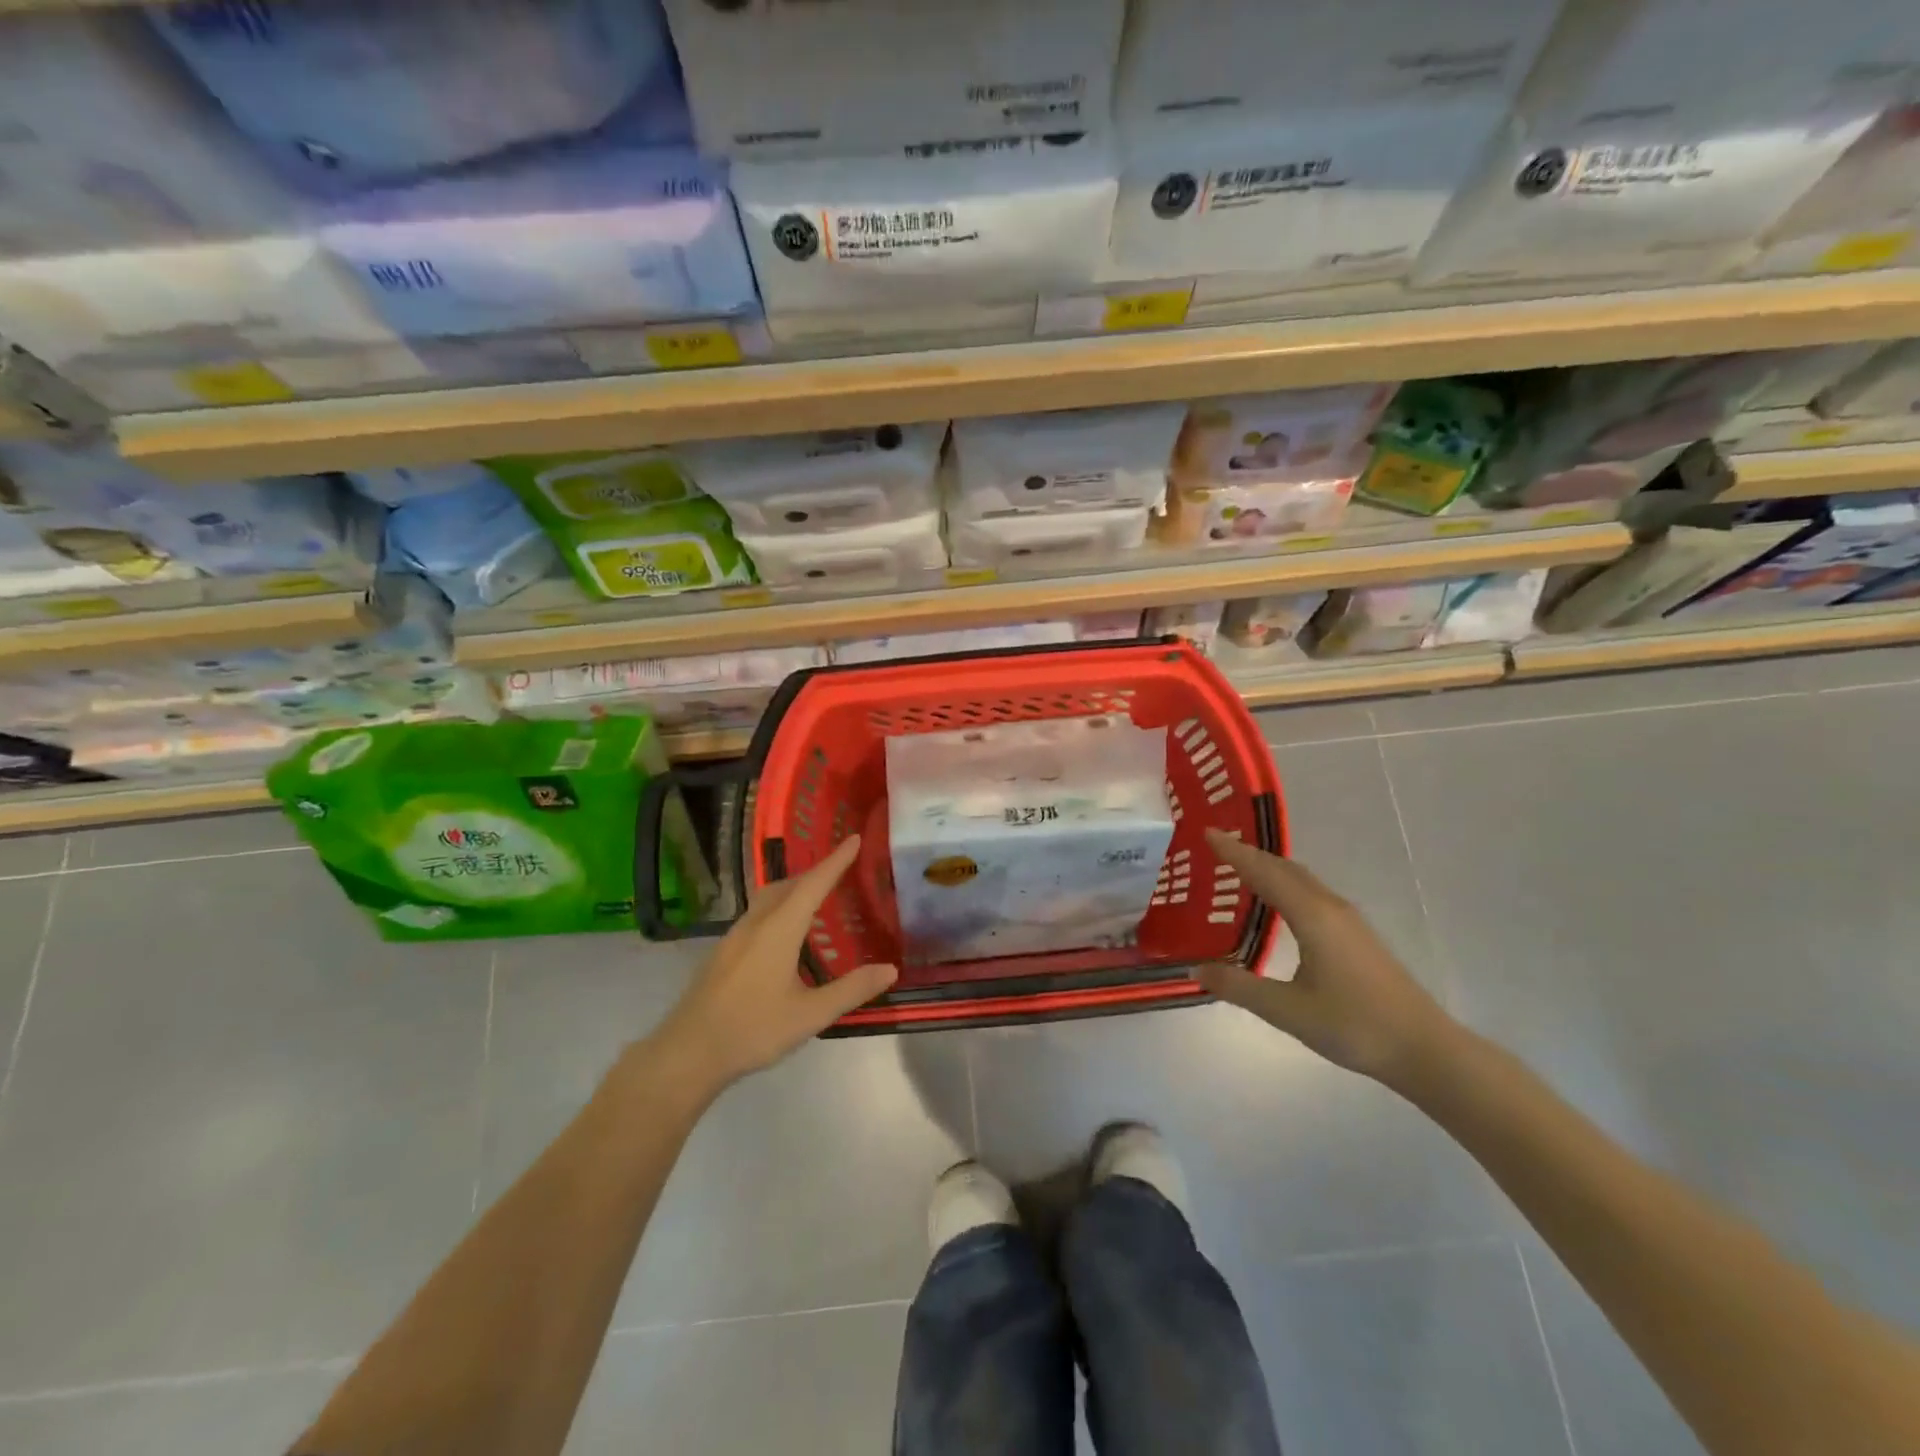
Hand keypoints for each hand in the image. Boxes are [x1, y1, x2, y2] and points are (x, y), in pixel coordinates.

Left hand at [649, 835, 896, 1093]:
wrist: (688, 1052)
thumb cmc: (752, 1030)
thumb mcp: (810, 1015)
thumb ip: (851, 990)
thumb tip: (890, 969)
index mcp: (779, 929)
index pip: (814, 884)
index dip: (836, 861)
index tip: (853, 838)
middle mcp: (756, 923)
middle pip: (788, 885)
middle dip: (815, 872)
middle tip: (841, 869)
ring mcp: (734, 936)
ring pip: (768, 898)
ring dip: (794, 888)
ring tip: (816, 896)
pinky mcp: (723, 952)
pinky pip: (757, 913)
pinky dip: (779, 906)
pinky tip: (785, 932)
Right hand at [1196, 829, 1458, 1087]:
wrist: (1425, 1049)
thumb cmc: (1355, 1026)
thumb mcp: (1288, 1011)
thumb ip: (1240, 987)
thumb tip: (1197, 969)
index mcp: (1312, 916)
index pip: (1265, 872)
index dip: (1234, 851)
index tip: (1207, 833)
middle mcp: (1330, 908)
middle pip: (1285, 868)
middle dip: (1250, 854)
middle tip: (1217, 847)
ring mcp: (1349, 921)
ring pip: (1302, 880)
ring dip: (1270, 868)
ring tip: (1241, 869)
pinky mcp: (1358, 936)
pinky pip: (1312, 893)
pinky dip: (1286, 885)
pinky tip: (1280, 903)